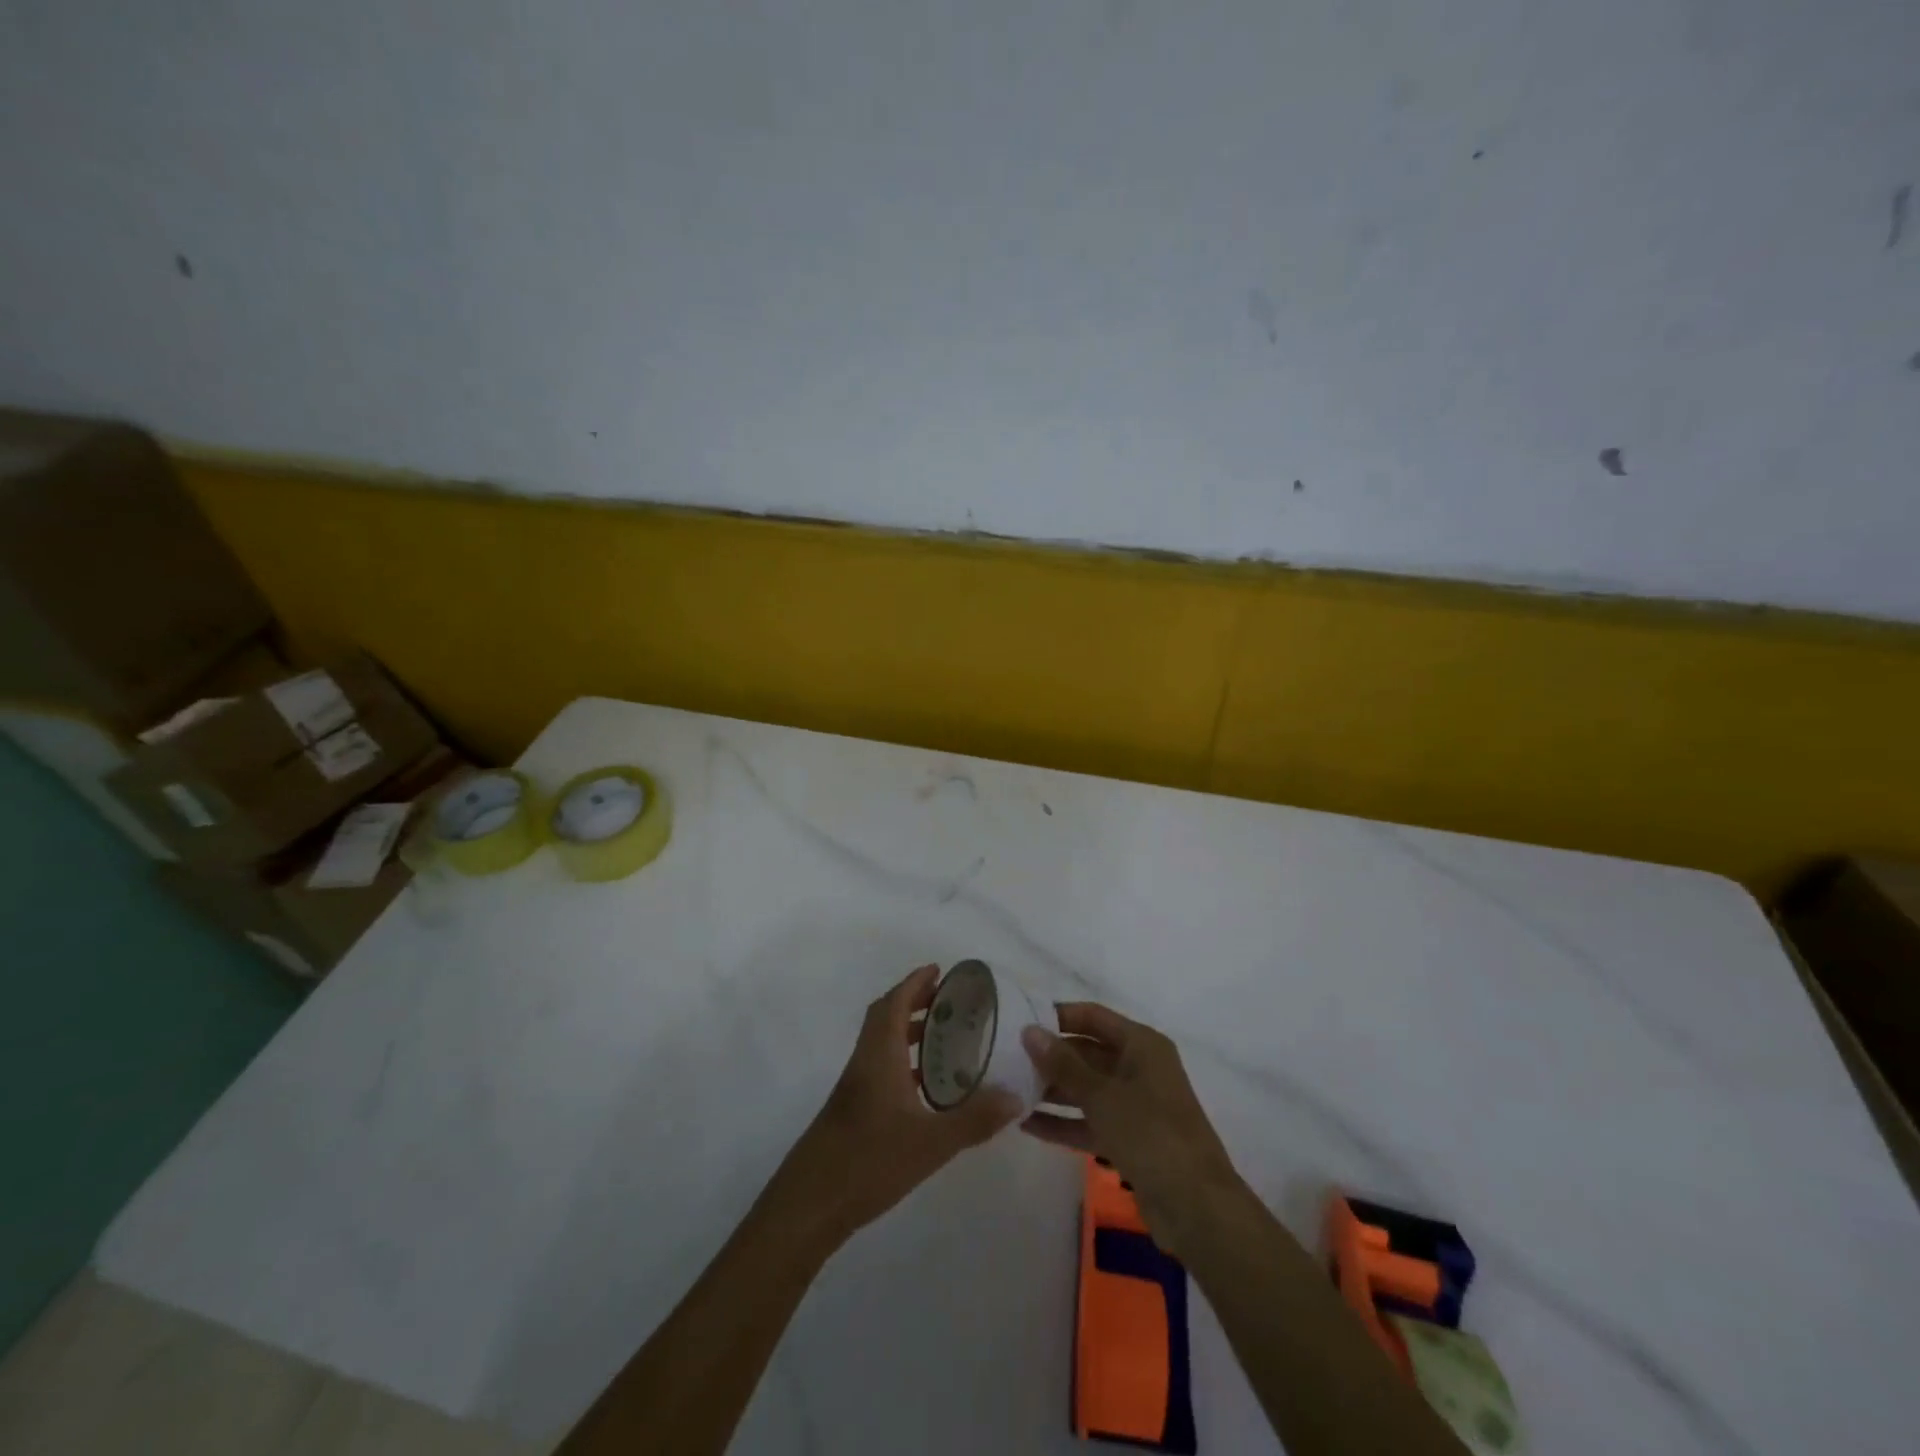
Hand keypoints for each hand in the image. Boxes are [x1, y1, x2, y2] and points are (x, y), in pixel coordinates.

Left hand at [769, 965, 1021, 1250]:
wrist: (809, 1204)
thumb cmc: (869, 1161)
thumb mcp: (931, 1142)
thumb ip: (974, 1119)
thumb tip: (1016, 1097)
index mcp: (879, 1055)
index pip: (894, 1003)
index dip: (915, 982)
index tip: (939, 970)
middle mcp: (864, 1062)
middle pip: (885, 1016)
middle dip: (914, 1001)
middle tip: (947, 1001)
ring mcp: (855, 1087)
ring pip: (881, 1043)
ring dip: (908, 1030)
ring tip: (943, 1038)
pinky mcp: (853, 1110)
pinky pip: (880, 1067)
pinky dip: (902, 1061)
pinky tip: (925, 1088)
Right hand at [1021, 1004, 1241, 1258]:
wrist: (1197, 1207)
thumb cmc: (1151, 1134)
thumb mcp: (1102, 1095)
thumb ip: (1063, 1064)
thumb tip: (1029, 1031)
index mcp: (1141, 1045)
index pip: (1093, 1017)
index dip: (1058, 1016)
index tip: (1020, 1020)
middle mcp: (1138, 1068)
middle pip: (1087, 1052)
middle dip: (1050, 1057)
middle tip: (1006, 1058)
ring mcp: (1134, 1105)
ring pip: (1086, 1089)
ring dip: (1052, 1090)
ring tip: (1009, 1089)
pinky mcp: (1129, 1140)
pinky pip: (1089, 1121)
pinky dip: (1062, 1122)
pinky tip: (1025, 1124)